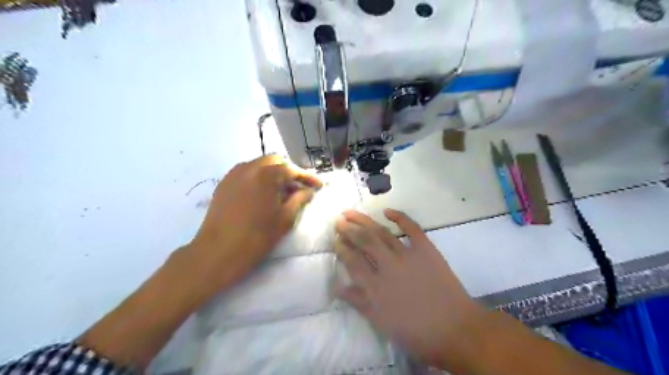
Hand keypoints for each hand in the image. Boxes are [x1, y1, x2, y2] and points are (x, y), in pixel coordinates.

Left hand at [185, 154, 321, 292]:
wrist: (218, 252)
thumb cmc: (256, 237)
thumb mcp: (285, 219)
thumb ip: (300, 199)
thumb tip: (309, 190)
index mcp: (266, 175)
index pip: (291, 169)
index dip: (307, 177)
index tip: (319, 186)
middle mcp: (248, 167)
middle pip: (275, 161)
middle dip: (290, 171)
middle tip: (300, 187)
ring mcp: (233, 174)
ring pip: (259, 165)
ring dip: (274, 173)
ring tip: (283, 191)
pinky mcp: (224, 183)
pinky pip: (246, 173)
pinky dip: (259, 178)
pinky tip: (264, 194)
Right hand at [335, 209, 486, 370]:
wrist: (455, 329)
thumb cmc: (416, 332)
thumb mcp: (381, 322)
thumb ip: (358, 302)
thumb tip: (337, 286)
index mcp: (375, 287)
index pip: (352, 261)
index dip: (342, 249)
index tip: (336, 241)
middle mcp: (388, 266)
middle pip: (364, 241)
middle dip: (349, 230)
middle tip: (339, 221)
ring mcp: (408, 255)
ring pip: (382, 232)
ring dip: (365, 221)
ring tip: (352, 213)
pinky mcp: (426, 249)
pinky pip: (412, 228)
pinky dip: (400, 217)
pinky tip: (387, 211)